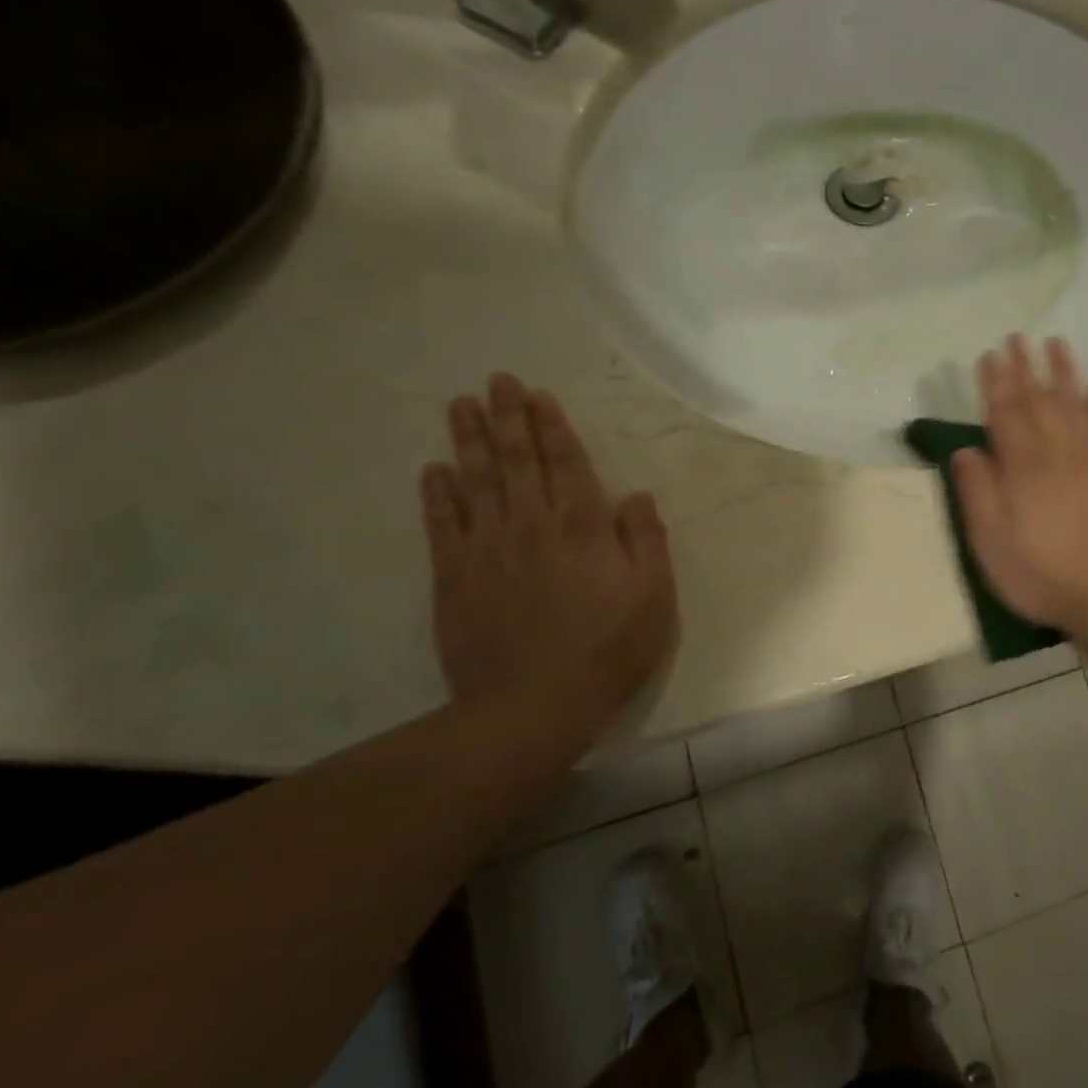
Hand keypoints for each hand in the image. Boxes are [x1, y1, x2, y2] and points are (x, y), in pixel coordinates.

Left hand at [421, 373, 678, 739]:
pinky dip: (437, 494)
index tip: (538, 395)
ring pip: (476, 482)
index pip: (566, 463)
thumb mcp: (654, 596)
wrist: (534, 706)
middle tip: (495, 380)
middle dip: (507, 417)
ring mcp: (488, 550)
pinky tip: (432, 470)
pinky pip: (442, 526)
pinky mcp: (454, 579)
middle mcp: (532, 526)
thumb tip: (636, 495)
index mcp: (583, 527)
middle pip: (517, 461)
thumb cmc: (609, 649)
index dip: (552, 427)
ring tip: (460, 405)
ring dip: (469, 441)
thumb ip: (646, 540)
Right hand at [951, 335, 1087, 638]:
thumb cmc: (1042, 576)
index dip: (995, 383)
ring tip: (1056, 343)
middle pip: (1039, 400)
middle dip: (1025, 367)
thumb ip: (977, 493)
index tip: (989, 356)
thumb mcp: (991, 545)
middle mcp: (1059, 452)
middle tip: (1017, 337)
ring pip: (1077, 403)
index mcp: (1023, 468)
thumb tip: (965, 449)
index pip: (1005, 414)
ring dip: (1065, 372)